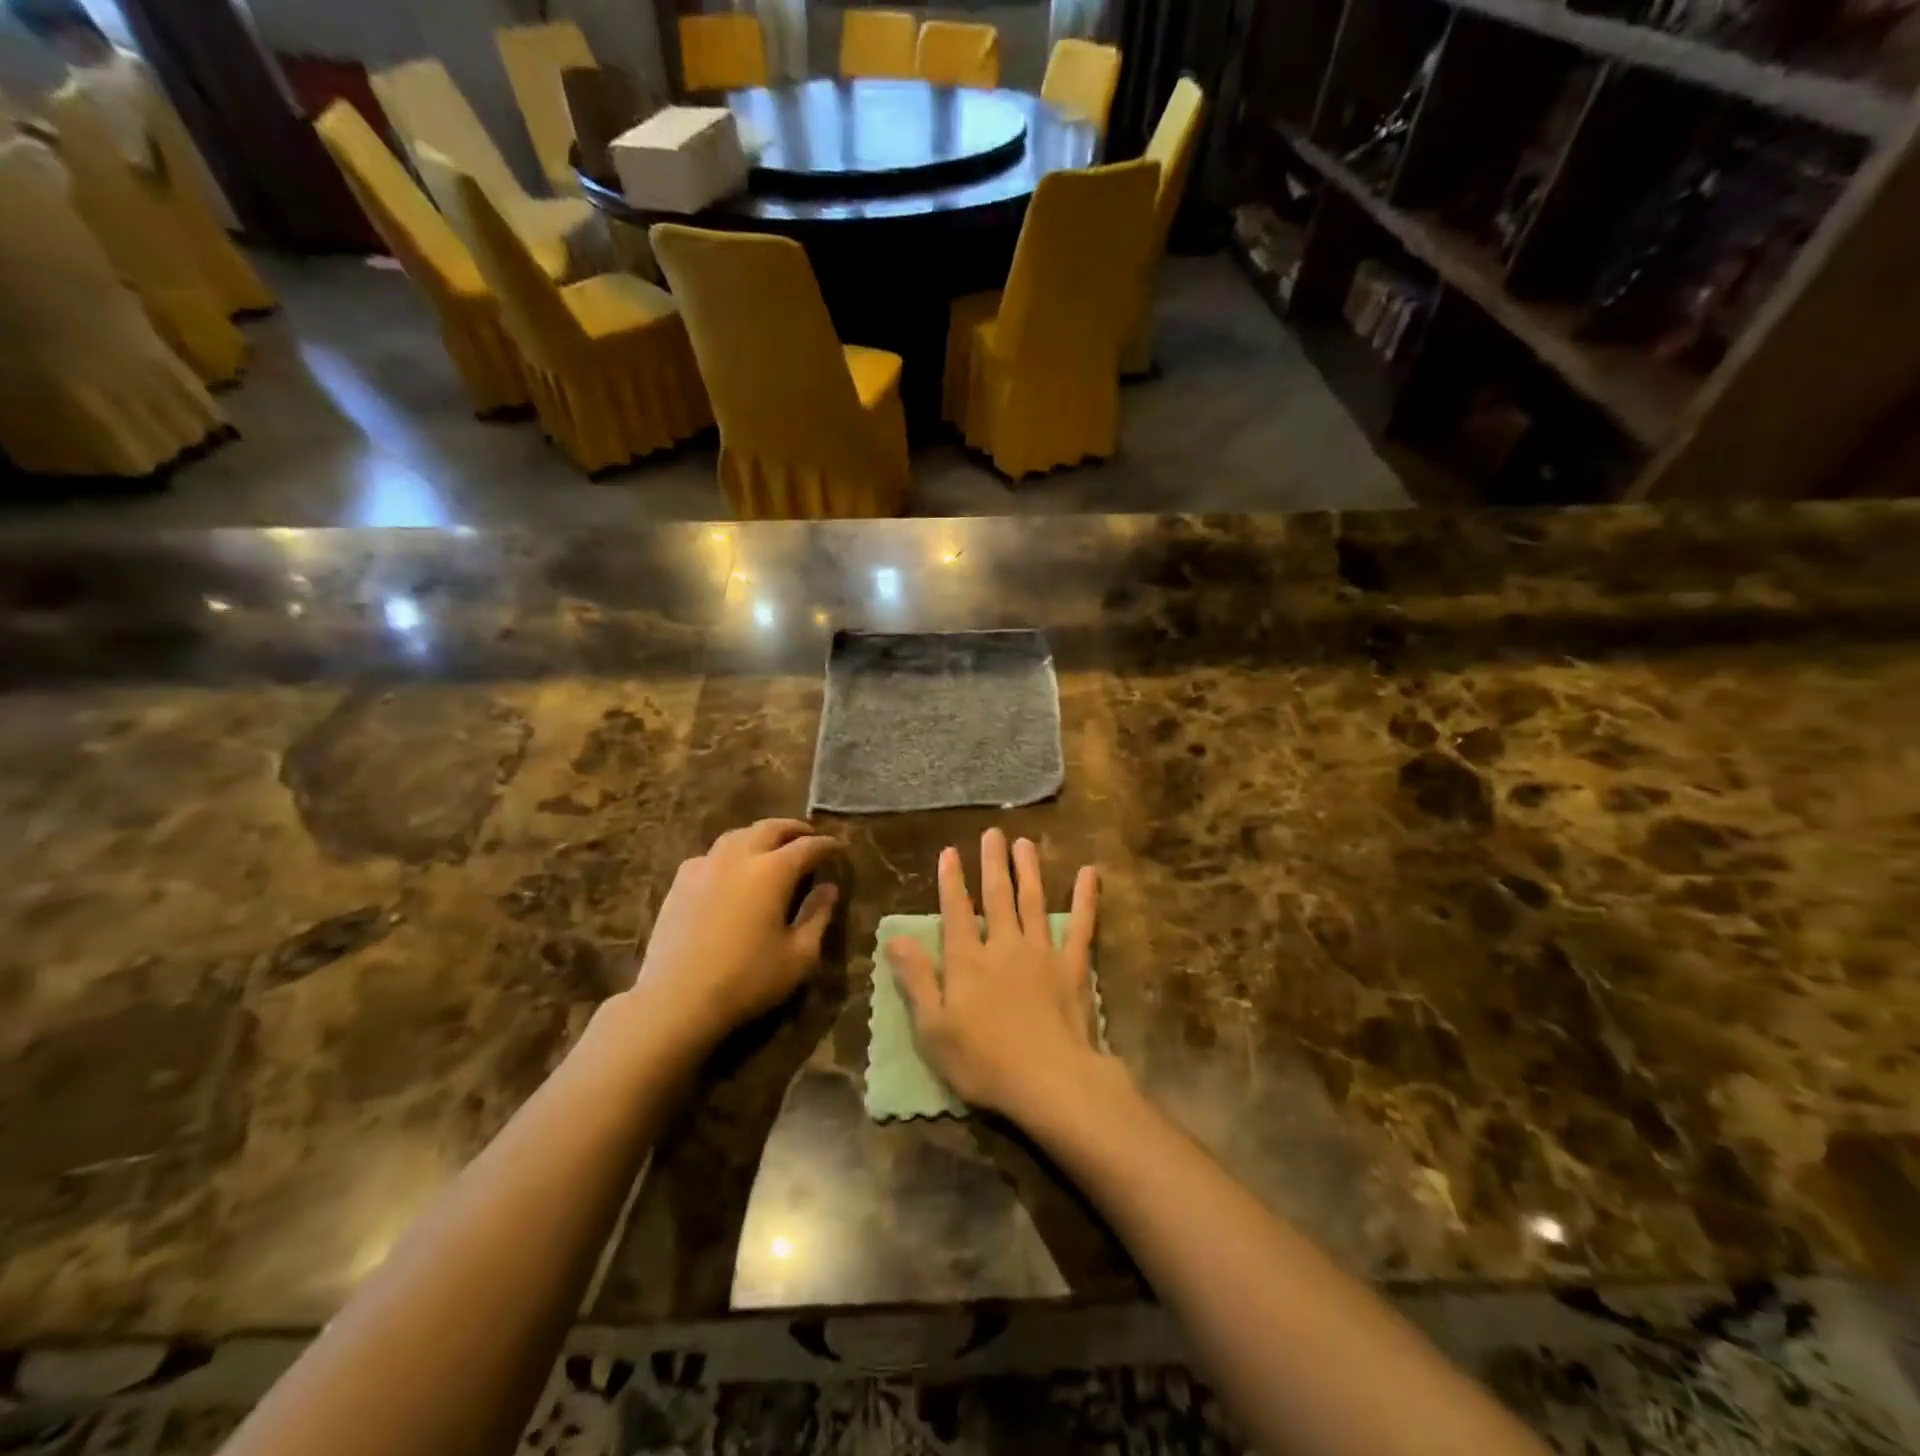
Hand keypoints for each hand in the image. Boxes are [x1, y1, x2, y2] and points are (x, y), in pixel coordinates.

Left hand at [629, 819, 840, 1054]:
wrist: (676, 999)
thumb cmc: (747, 979)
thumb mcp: (799, 956)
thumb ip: (818, 916)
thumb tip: (829, 888)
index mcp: (773, 871)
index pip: (808, 846)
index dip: (827, 845)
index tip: (839, 848)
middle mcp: (740, 857)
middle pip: (770, 828)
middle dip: (794, 829)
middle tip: (808, 837)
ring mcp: (705, 866)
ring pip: (738, 835)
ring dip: (760, 835)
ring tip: (771, 846)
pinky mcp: (680, 882)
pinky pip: (711, 855)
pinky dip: (730, 853)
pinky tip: (730, 870)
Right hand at [887, 828, 1106, 1123]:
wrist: (1051, 1081)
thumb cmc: (984, 1061)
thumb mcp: (933, 1028)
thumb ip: (915, 979)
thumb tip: (893, 938)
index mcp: (968, 961)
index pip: (956, 911)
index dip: (951, 881)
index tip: (950, 852)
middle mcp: (1004, 945)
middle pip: (997, 896)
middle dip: (993, 863)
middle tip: (993, 833)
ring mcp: (1042, 952)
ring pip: (1033, 901)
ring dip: (1028, 869)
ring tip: (1025, 843)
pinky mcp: (1073, 966)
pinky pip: (1081, 925)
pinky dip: (1086, 898)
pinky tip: (1090, 874)